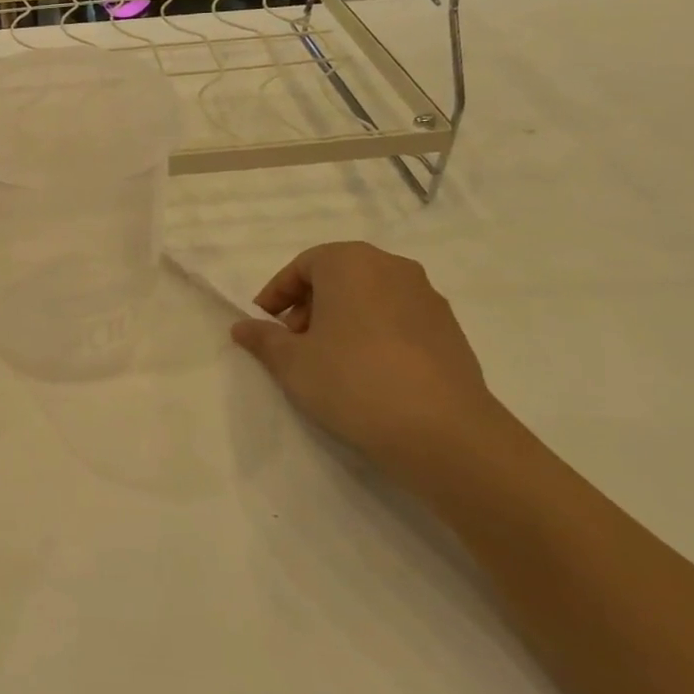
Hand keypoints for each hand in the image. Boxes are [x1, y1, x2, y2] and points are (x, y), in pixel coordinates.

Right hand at [231, 242, 515, 491]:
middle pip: (339, 277)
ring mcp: (428, 298)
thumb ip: (263, 339)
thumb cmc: (352, 380)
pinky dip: (375, 334)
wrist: (443, 431)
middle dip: (310, 306)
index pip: (303, 265)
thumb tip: (243, 327)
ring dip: (343, 320)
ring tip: (328, 361)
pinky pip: (398, 320)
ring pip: (370, 298)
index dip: (277, 294)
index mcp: (351, 263)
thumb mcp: (291, 362)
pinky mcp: (450, 330)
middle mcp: (392, 268)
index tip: (264, 324)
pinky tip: (367, 373)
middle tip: (293, 343)